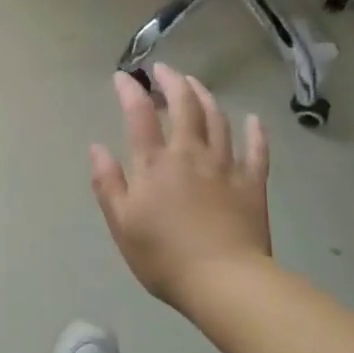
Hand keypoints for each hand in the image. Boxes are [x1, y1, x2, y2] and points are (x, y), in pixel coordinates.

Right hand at [89, 64, 271, 306]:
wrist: (224, 282)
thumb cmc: (164, 257)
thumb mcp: (122, 223)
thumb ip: (108, 182)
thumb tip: (97, 147)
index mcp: (155, 164)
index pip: (140, 114)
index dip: (131, 90)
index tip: (123, 76)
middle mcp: (191, 154)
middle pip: (185, 106)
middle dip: (173, 82)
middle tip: (164, 70)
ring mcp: (226, 166)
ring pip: (217, 120)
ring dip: (205, 97)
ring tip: (195, 85)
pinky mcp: (252, 184)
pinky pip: (256, 150)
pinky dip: (255, 132)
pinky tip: (253, 120)